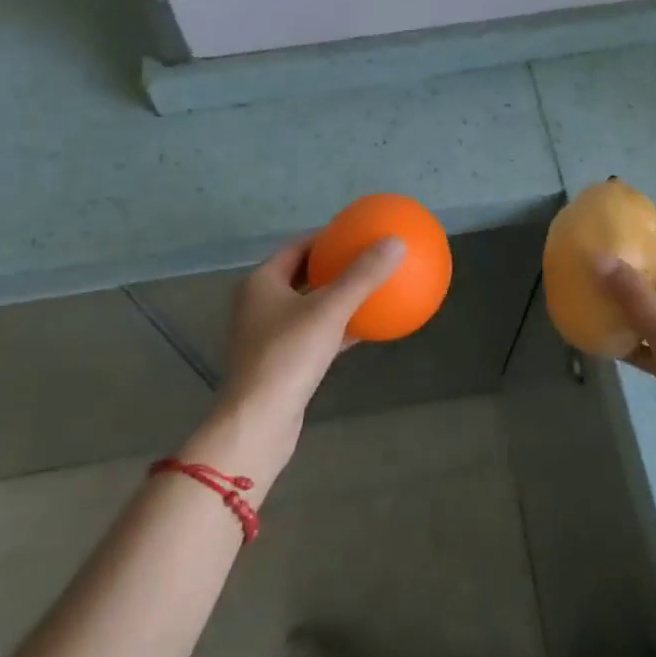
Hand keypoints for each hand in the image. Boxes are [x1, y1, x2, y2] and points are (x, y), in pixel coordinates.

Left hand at [219, 234, 406, 432]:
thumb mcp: (330, 310)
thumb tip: (396, 241)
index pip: (297, 247)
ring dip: (337, 298)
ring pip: (309, 306)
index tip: (356, 233)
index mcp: (262, 282)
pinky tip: (368, 327)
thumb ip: (362, 275)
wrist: (259, 422)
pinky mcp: (281, 363)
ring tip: (372, 288)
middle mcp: (260, 304)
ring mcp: (269, 335)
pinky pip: (315, 334)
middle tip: (367, 258)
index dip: (326, 237)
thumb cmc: (287, 356)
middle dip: (334, 266)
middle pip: (302, 275)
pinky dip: (338, 328)